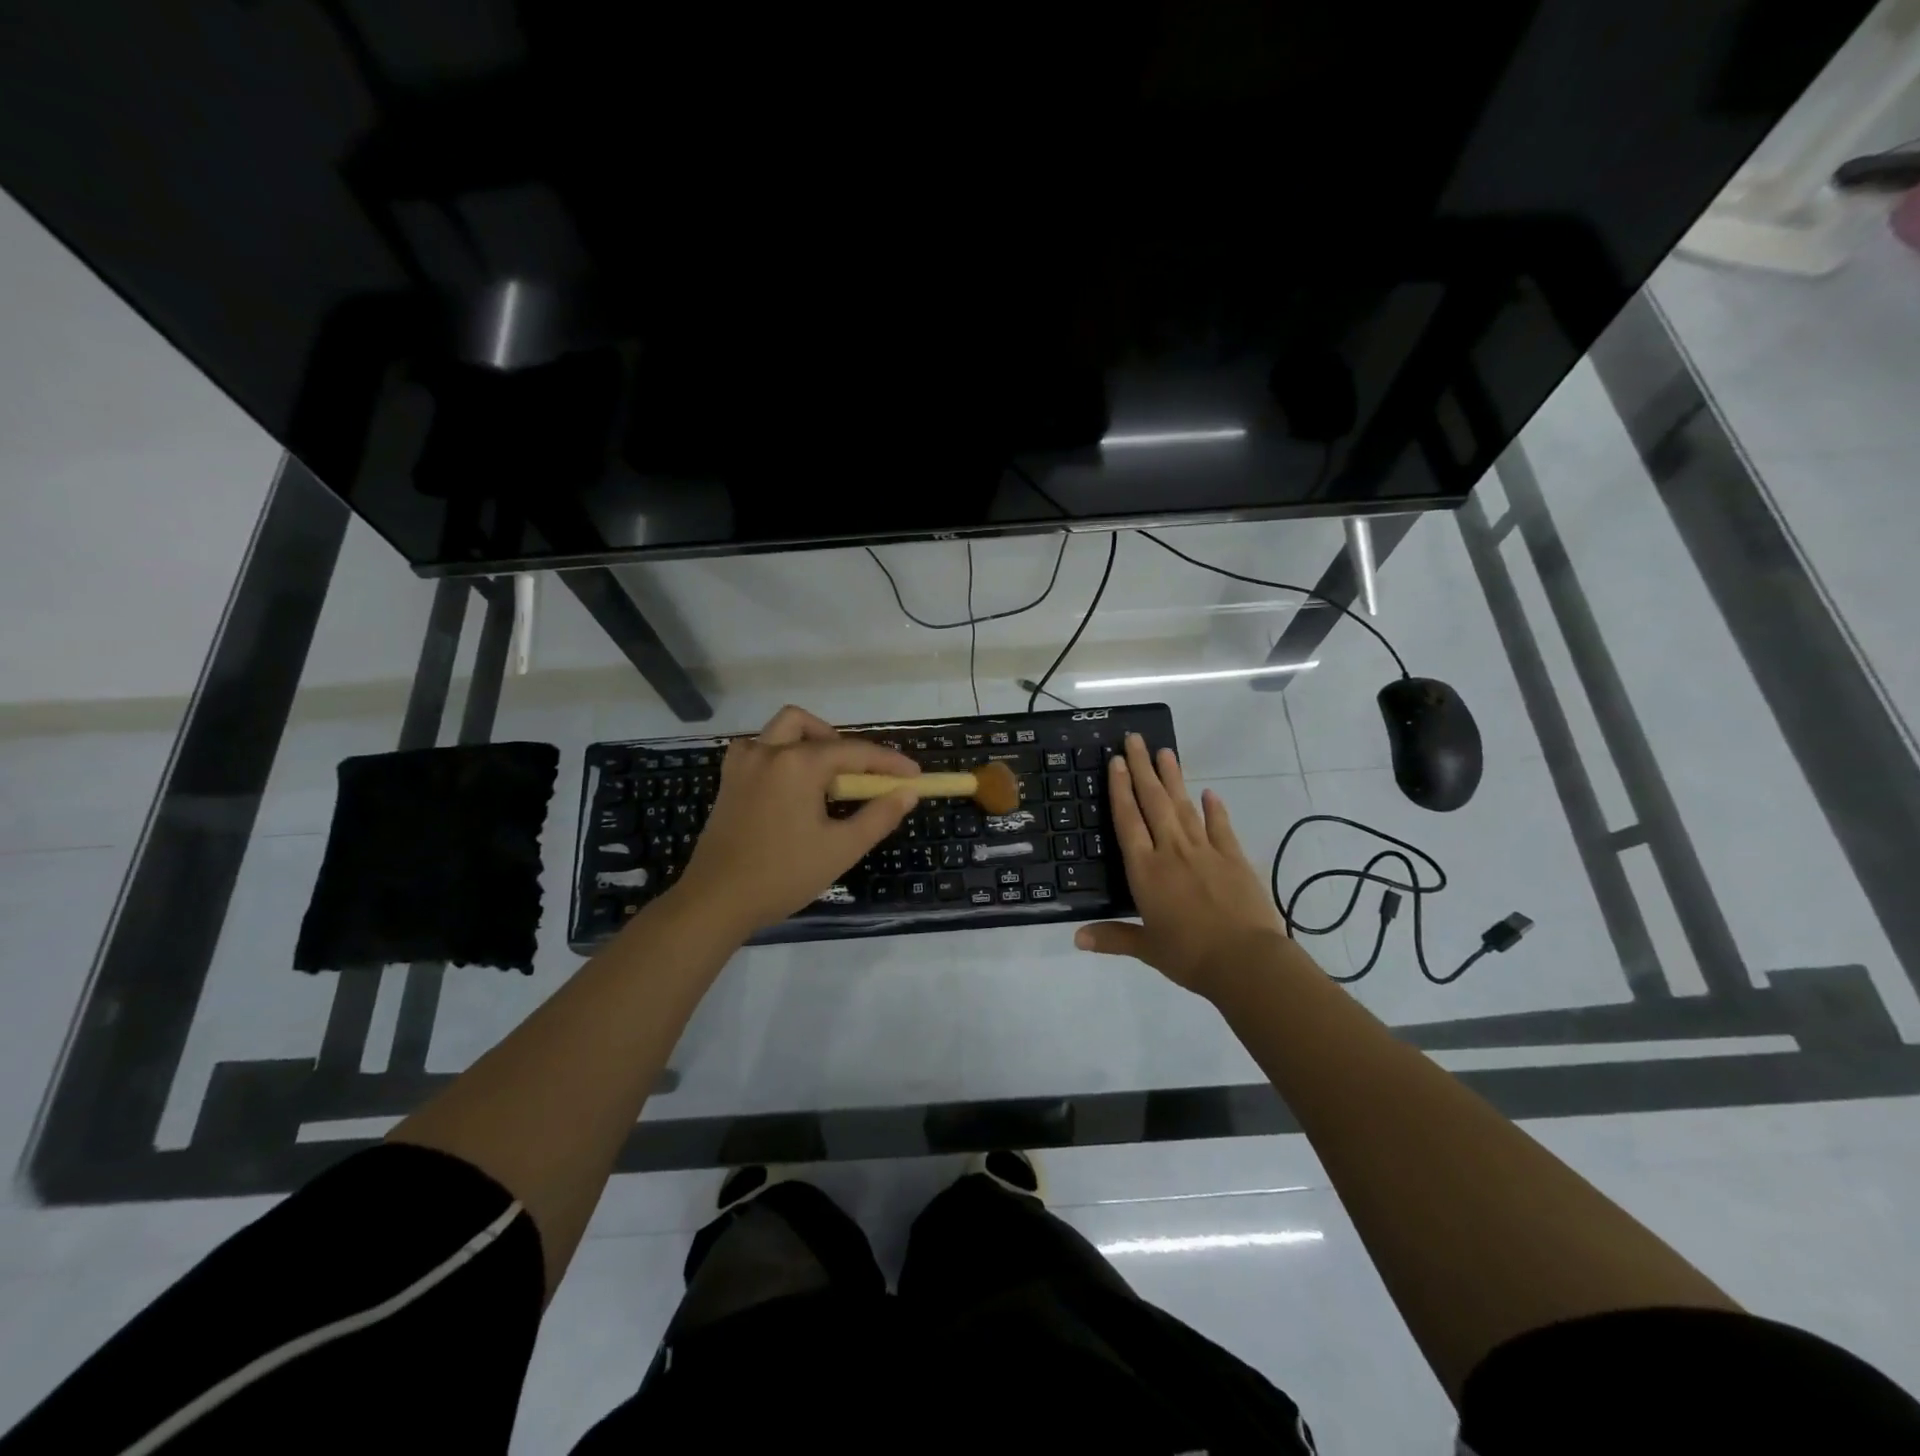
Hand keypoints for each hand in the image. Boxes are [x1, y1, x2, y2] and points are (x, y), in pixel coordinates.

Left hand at [673, 705, 920, 936]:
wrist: (717, 900)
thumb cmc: (783, 875)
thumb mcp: (841, 848)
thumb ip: (879, 816)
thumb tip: (907, 793)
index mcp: (798, 764)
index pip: (855, 752)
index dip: (889, 763)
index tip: (914, 776)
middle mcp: (769, 751)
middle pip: (813, 728)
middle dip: (844, 746)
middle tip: (861, 777)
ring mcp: (743, 763)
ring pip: (782, 729)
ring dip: (810, 741)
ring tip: (826, 777)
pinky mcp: (729, 779)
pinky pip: (759, 748)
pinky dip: (781, 753)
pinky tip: (791, 784)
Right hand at [1074, 732, 1284, 998]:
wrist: (1246, 961)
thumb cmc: (1190, 956)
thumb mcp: (1147, 948)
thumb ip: (1112, 937)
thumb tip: (1075, 938)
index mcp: (1146, 870)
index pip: (1127, 820)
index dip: (1120, 789)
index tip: (1115, 761)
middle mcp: (1171, 851)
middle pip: (1153, 802)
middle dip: (1142, 768)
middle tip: (1134, 739)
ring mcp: (1205, 851)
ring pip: (1183, 806)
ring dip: (1173, 777)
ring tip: (1165, 752)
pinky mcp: (1234, 857)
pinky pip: (1221, 826)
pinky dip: (1214, 808)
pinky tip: (1209, 792)